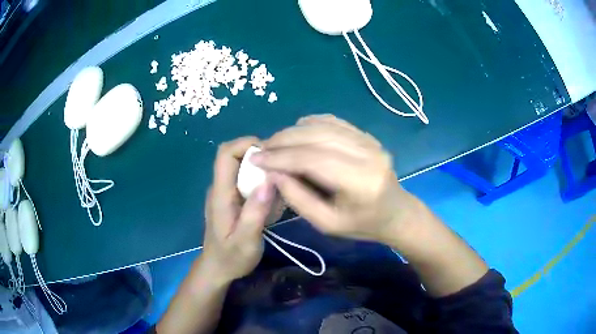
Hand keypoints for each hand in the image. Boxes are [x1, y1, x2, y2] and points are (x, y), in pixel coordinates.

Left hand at [202, 137, 275, 284]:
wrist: (218, 269)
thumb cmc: (231, 258)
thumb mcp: (246, 241)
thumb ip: (255, 212)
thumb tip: (269, 180)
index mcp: (220, 194)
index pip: (225, 154)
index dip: (246, 144)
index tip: (271, 154)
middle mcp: (220, 188)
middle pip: (234, 155)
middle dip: (258, 155)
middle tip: (281, 169)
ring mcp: (225, 193)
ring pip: (241, 166)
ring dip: (260, 168)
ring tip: (280, 182)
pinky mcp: (231, 199)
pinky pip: (244, 179)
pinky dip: (259, 179)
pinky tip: (272, 196)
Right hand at [252, 115, 419, 242]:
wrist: (396, 213)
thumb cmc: (363, 225)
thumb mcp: (326, 224)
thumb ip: (298, 199)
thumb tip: (273, 173)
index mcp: (361, 182)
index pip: (313, 160)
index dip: (281, 157)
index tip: (256, 158)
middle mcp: (368, 155)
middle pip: (317, 137)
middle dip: (283, 140)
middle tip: (262, 148)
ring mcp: (370, 141)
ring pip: (324, 125)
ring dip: (294, 131)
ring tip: (275, 141)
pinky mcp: (368, 136)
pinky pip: (334, 122)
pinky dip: (311, 124)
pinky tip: (297, 131)